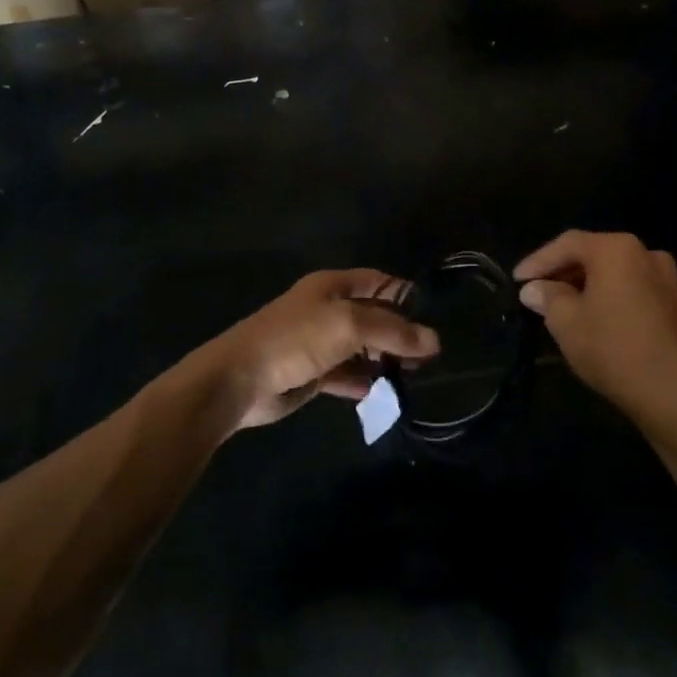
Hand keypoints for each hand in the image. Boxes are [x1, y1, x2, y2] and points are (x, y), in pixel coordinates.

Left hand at [208, 269, 438, 430]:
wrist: (239, 379)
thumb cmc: (295, 339)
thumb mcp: (348, 325)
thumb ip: (392, 331)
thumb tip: (434, 341)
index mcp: (332, 287)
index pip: (378, 282)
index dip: (405, 294)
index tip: (436, 316)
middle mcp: (328, 310)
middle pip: (373, 316)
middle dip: (400, 332)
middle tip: (433, 355)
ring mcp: (319, 343)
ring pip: (362, 348)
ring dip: (386, 360)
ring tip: (419, 376)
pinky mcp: (313, 374)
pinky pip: (348, 375)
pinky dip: (366, 383)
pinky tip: (389, 395)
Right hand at [514, 231, 676, 429]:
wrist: (672, 393)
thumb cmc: (612, 348)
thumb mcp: (565, 321)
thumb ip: (547, 297)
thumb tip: (534, 289)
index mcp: (616, 249)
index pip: (567, 244)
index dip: (538, 261)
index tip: (517, 280)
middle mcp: (643, 252)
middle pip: (592, 253)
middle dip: (561, 271)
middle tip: (535, 291)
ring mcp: (664, 277)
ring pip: (612, 271)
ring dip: (583, 283)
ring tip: (558, 304)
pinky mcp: (673, 302)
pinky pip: (629, 286)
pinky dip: (606, 294)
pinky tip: (590, 314)